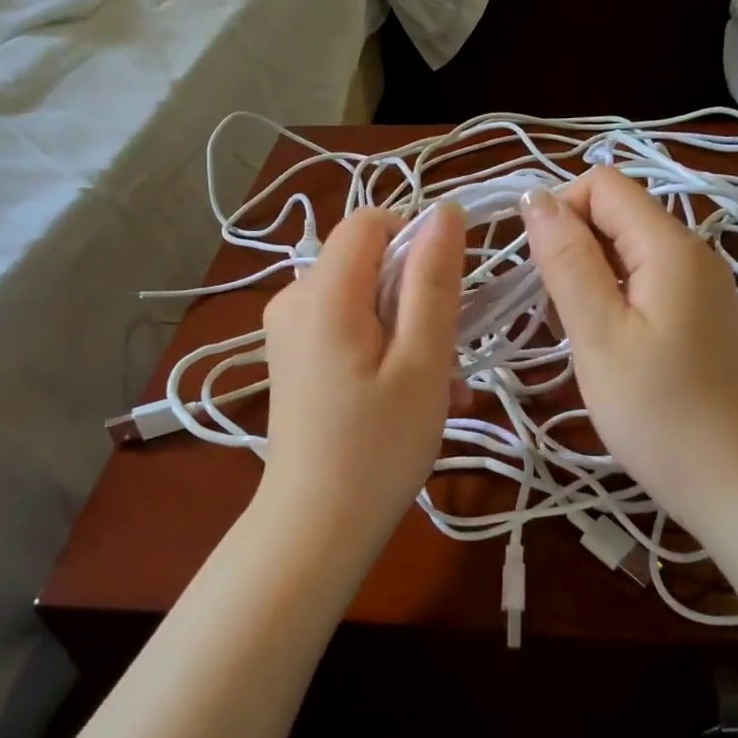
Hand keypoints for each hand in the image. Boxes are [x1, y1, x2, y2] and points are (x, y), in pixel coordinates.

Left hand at [257, 201, 466, 553]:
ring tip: (439, 388)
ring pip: (363, 300)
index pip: (370, 221)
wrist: (316, 526)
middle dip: (417, 297)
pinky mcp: (294, 359)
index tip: (449, 294)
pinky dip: (384, 350)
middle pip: (368, 263)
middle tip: (447, 358)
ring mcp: (289, 332)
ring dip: (409, 331)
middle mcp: (294, 299)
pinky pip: (347, 330)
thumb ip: (433, 281)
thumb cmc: (378, 447)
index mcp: (323, 292)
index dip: (416, 242)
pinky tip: (412, 396)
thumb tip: (443, 211)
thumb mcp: (421, 361)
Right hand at [523, 167, 737, 533]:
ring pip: (628, 250)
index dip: (559, 210)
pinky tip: (606, 344)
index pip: (603, 184)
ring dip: (589, 276)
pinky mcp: (700, 315)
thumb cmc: (657, 412)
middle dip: (572, 245)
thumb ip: (566, 260)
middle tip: (554, 311)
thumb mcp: (599, 334)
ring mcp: (701, 285)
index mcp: (671, 245)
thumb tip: (534, 195)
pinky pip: (646, 281)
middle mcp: (693, 251)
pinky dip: (613, 297)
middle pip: (617, 213)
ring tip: (578, 332)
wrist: (733, 482)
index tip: (538, 269)